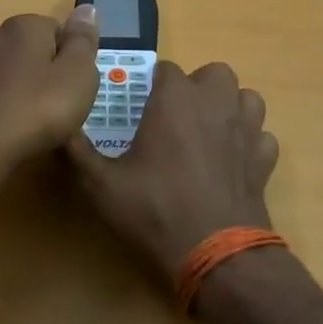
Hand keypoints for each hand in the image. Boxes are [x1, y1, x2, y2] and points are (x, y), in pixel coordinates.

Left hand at [0, 7, 102, 173]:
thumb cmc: (36, 110)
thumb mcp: (77, 74)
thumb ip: (83, 40)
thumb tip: (86, 8)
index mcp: (24, 26)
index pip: (59, 31)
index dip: (73, 60)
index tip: (77, 87)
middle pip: (34, 52)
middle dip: (48, 75)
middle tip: (61, 107)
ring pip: (12, 75)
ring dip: (25, 92)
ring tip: (37, 124)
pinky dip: (4, 108)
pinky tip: (10, 131)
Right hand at [65, 61, 279, 286]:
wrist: (216, 255)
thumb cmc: (155, 210)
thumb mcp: (100, 185)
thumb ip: (76, 152)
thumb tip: (57, 130)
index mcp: (174, 99)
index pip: (165, 68)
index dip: (151, 84)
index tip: (139, 107)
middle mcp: (215, 103)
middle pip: (214, 73)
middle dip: (197, 87)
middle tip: (175, 116)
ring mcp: (246, 130)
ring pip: (247, 98)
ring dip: (230, 107)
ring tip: (209, 131)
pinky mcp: (264, 160)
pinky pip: (262, 136)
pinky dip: (250, 142)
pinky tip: (232, 161)